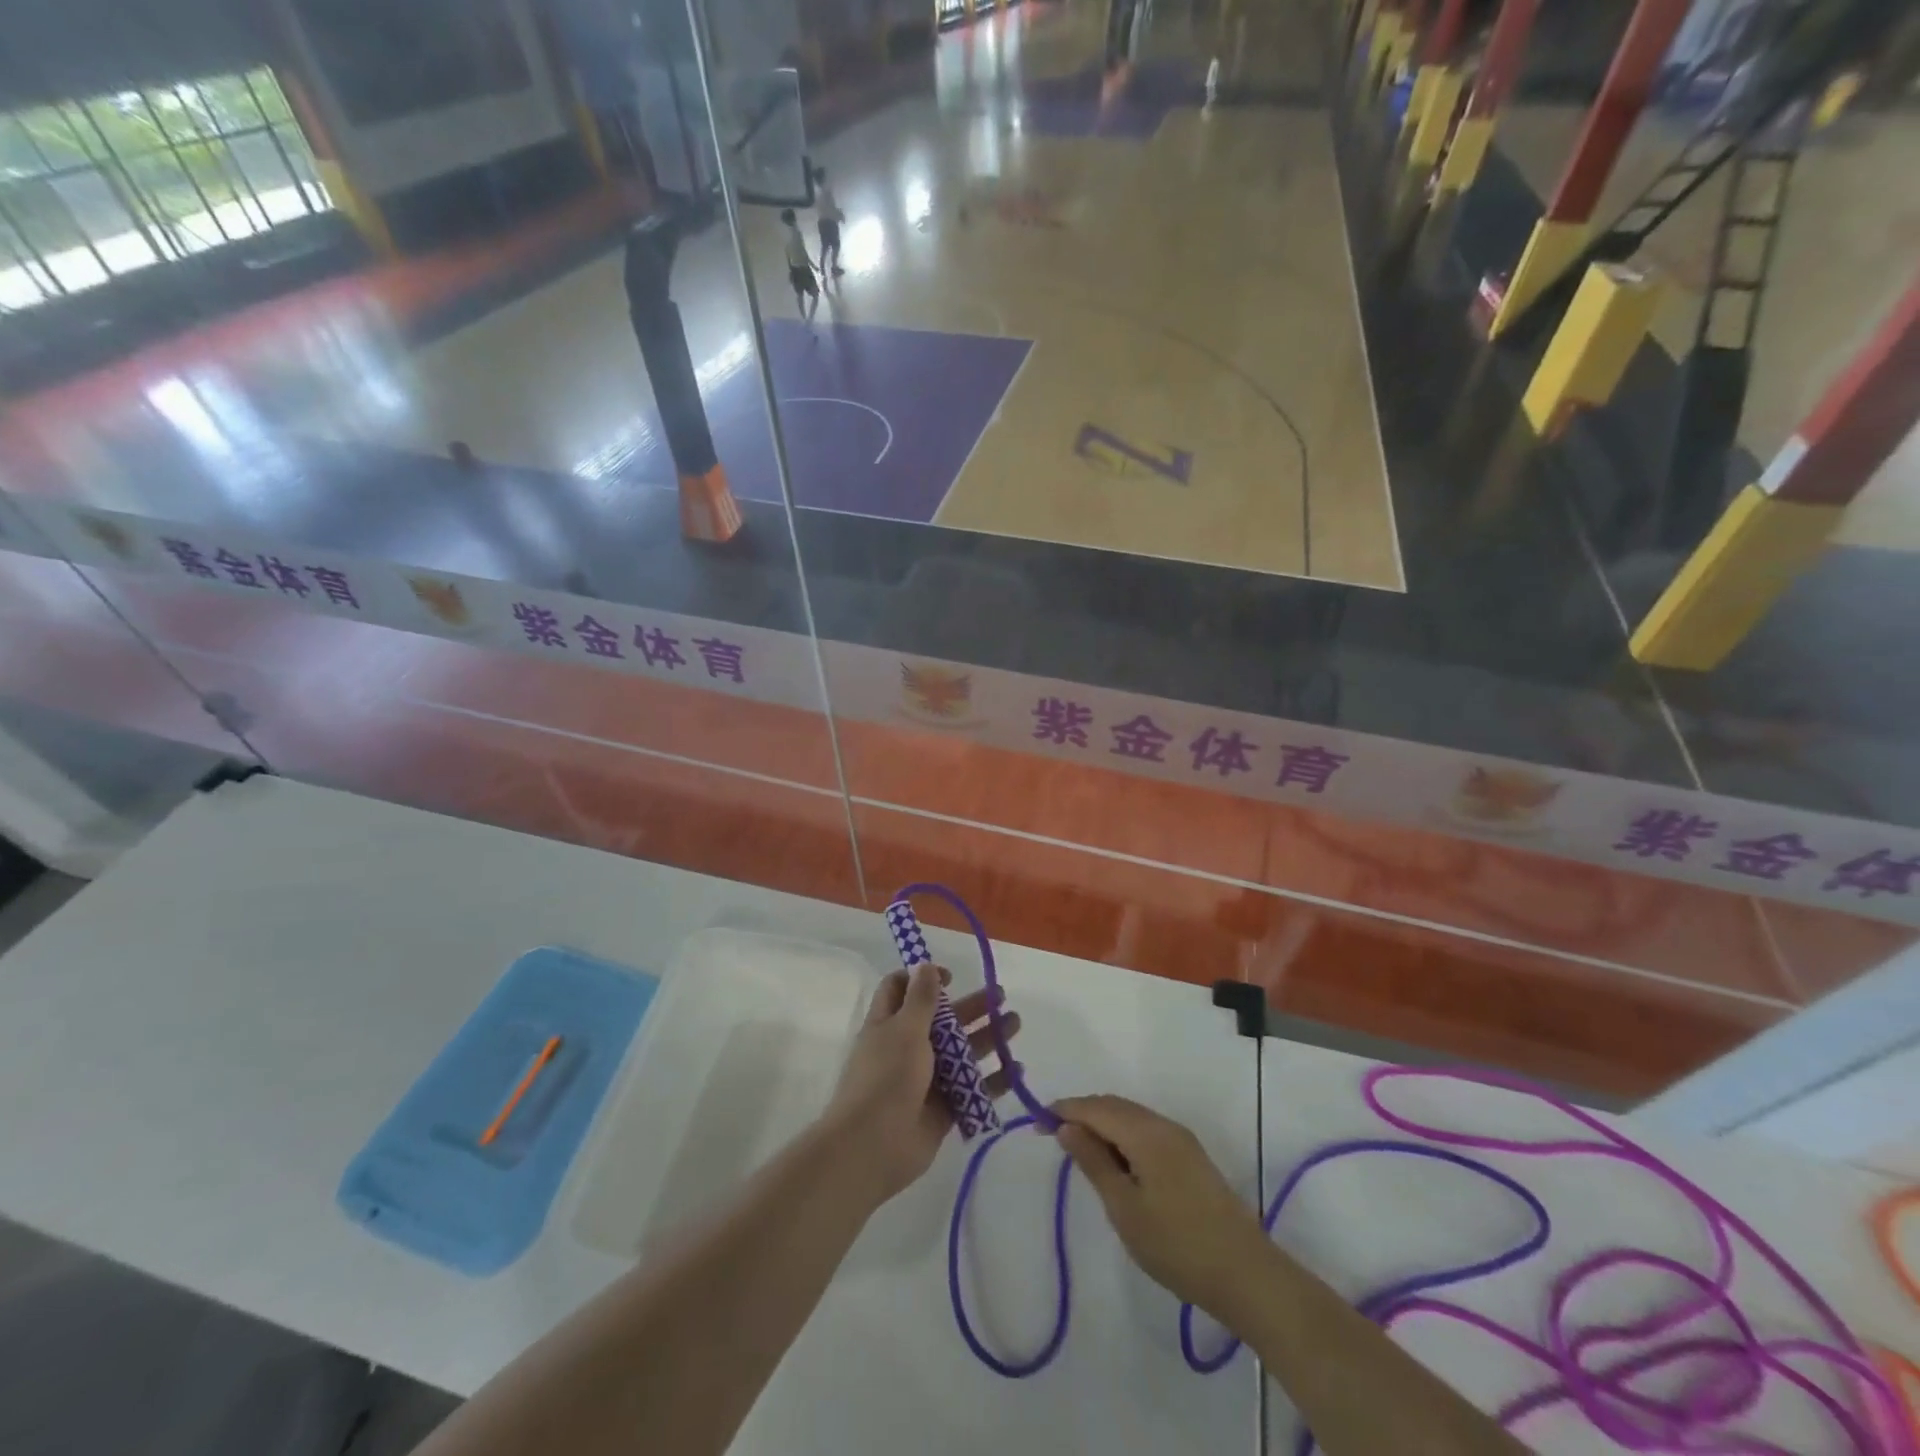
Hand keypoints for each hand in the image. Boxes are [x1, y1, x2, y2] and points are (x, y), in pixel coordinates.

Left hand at [822, 964, 1021, 1207]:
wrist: (873, 1147)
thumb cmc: (886, 1078)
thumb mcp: (905, 1030)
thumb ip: (921, 999)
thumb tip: (925, 964)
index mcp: (889, 1023)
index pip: (901, 989)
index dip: (924, 978)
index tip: (952, 978)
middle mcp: (907, 1047)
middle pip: (942, 1019)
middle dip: (971, 1006)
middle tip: (1001, 997)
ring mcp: (926, 1079)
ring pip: (961, 1052)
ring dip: (987, 1037)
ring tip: (1015, 1024)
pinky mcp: (943, 1108)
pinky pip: (972, 1088)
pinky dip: (994, 1080)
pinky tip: (1017, 1070)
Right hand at [1052, 1095, 1268, 1321]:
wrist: (1246, 1274)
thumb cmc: (1176, 1244)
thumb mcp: (1124, 1208)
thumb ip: (1094, 1162)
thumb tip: (1067, 1127)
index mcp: (1145, 1132)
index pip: (1095, 1107)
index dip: (1065, 1109)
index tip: (1037, 1122)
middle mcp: (1164, 1125)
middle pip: (1114, 1106)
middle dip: (1082, 1113)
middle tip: (1053, 1135)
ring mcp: (1181, 1140)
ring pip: (1131, 1117)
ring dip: (1103, 1125)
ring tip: (1080, 1150)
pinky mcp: (1191, 1157)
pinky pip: (1146, 1131)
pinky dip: (1123, 1136)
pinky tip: (1115, 1162)